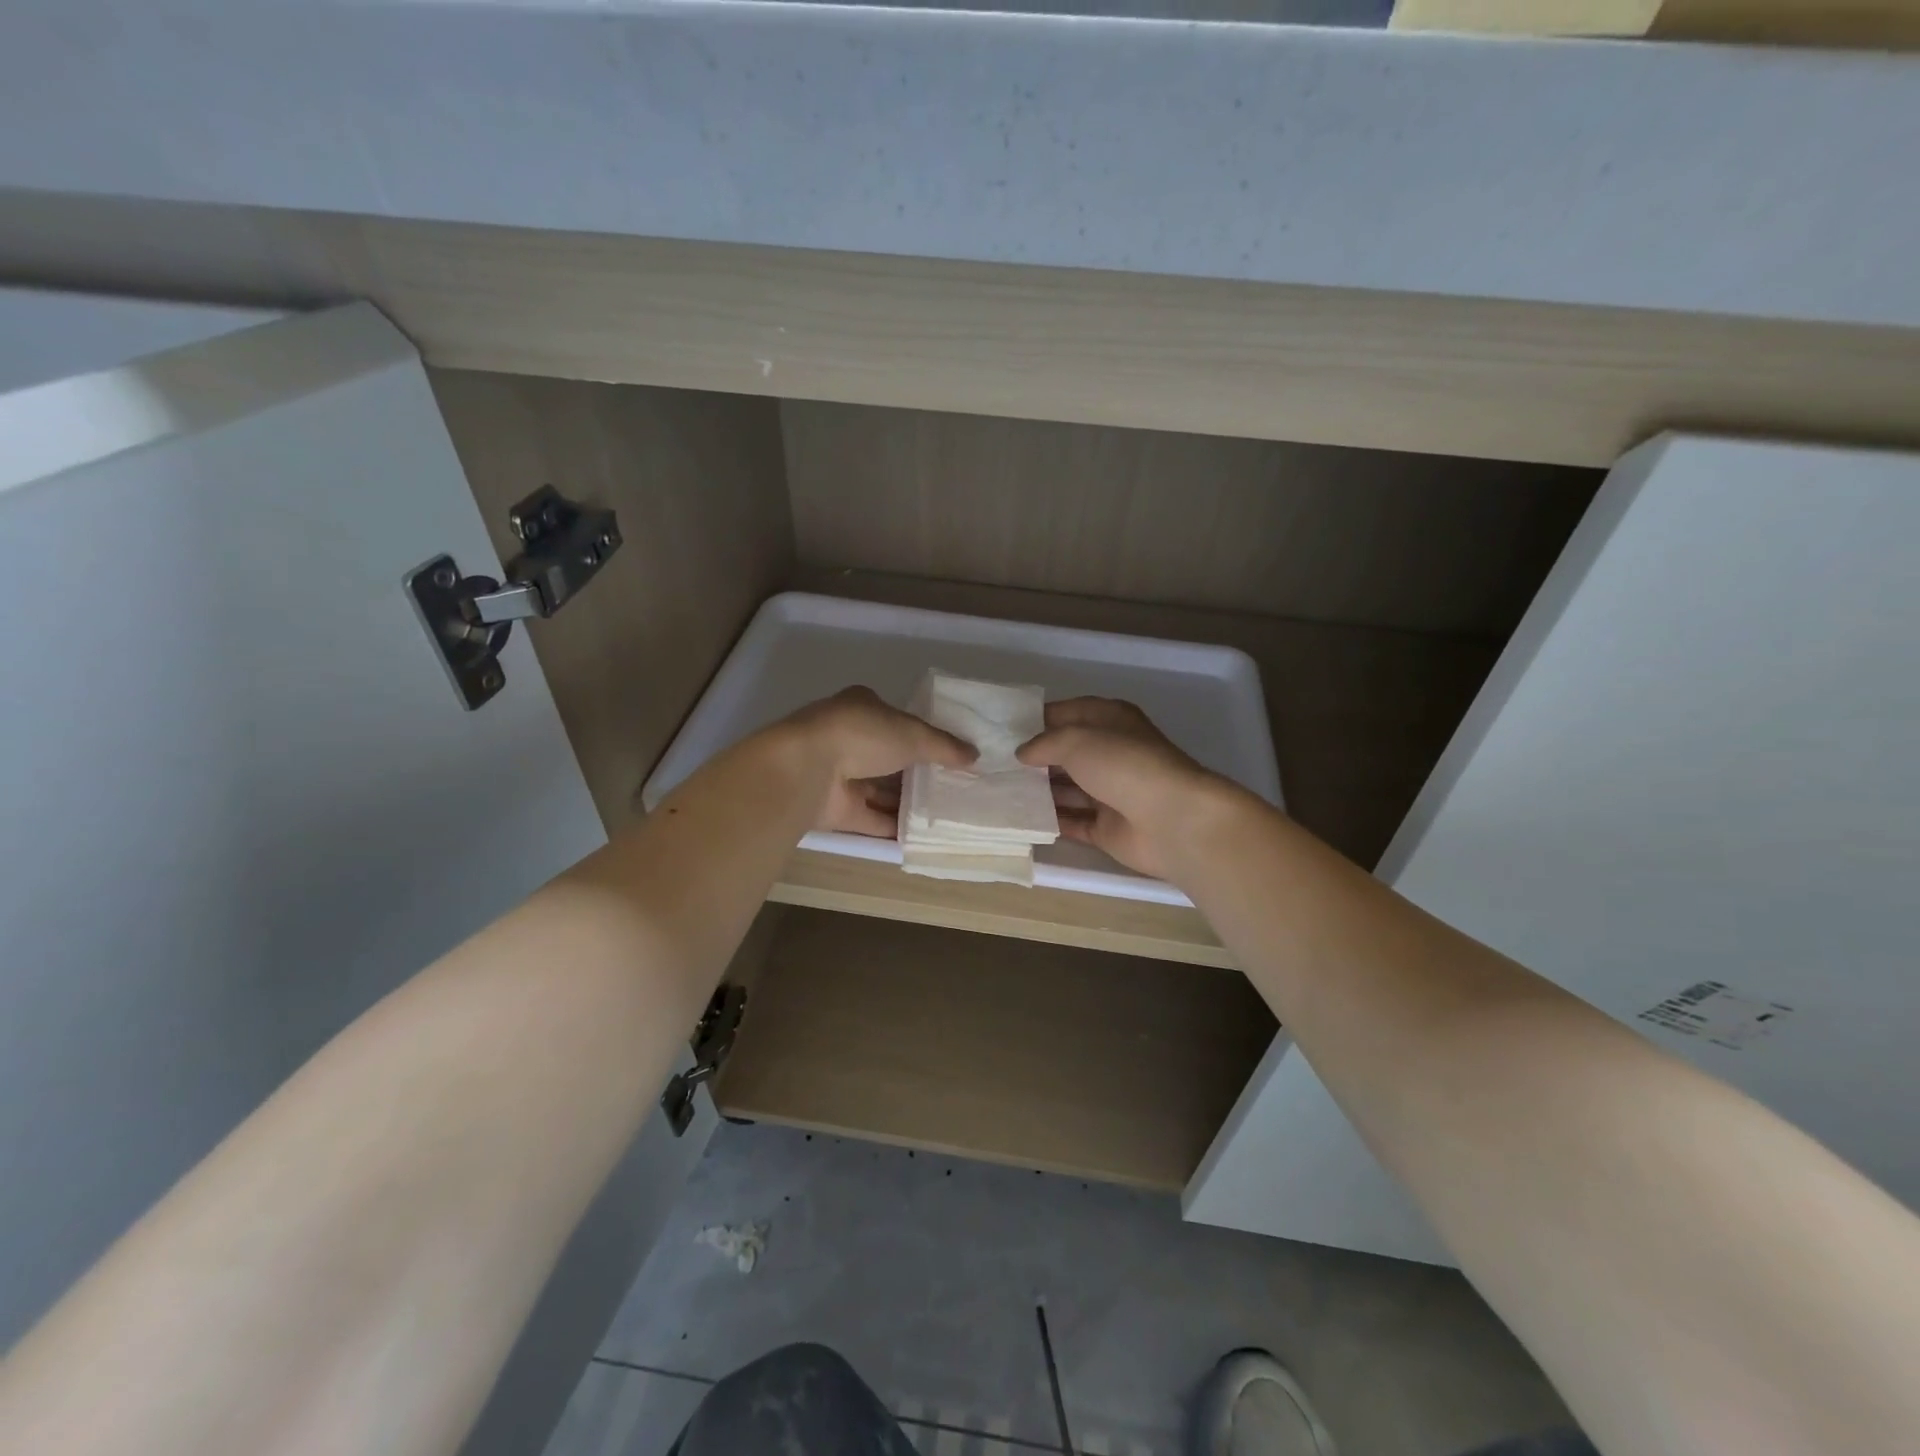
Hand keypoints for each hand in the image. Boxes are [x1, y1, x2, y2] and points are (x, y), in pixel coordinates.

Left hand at [782, 686, 975, 836]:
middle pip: (887, 757)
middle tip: (951, 786)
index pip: (894, 719)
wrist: (809, 768)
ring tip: (944, 813)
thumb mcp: (914, 734)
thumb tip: (975, 756)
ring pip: (879, 790)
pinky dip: (893, 826)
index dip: (919, 734)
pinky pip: (871, 819)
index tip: (946, 752)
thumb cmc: (863, 734)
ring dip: (906, 801)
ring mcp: (839, 775)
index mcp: (861, 708)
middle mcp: (847, 739)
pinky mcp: (835, 809)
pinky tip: (922, 835)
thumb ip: (945, 746)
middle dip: (915, 772)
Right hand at [1017, 697, 1234, 880]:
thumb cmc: (1124, 765)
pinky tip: (1019, 818)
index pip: (1067, 713)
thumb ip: (1044, 743)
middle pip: (1065, 753)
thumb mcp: (1077, 739)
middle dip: (1033, 759)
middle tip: (992, 764)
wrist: (1172, 820)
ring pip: (1066, 789)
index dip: (1036, 720)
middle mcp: (1111, 753)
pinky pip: (1072, 821)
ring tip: (998, 791)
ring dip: (1037, 791)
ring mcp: (1110, 792)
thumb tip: (1022, 754)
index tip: (1001, 730)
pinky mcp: (1107, 828)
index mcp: (1110, 720)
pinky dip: (1050, 821)